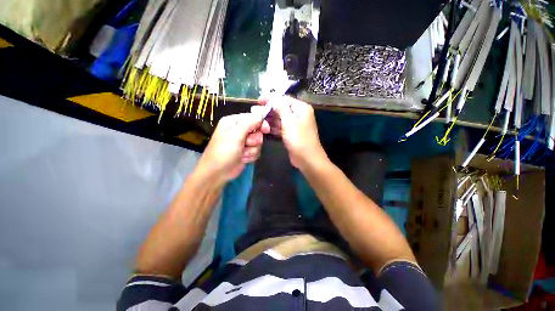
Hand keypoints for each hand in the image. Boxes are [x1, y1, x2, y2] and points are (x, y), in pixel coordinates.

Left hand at [196, 113, 269, 184]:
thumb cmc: (224, 151)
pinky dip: (251, 155)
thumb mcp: (236, 135)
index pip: (252, 117)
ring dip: (251, 150)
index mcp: (234, 122)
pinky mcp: (246, 151)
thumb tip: (261, 115)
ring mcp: (243, 142)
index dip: (260, 123)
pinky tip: (243, 158)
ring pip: (258, 142)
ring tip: (242, 153)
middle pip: (257, 131)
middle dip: (254, 140)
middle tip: (246, 144)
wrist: (218, 172)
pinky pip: (256, 151)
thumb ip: (249, 123)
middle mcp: (239, 130)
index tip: (266, 130)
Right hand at [254, 96, 326, 168]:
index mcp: (301, 108)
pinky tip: (264, 127)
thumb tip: (273, 97)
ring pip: (280, 119)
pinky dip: (273, 127)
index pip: (284, 99)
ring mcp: (295, 125)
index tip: (259, 101)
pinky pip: (281, 127)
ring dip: (269, 119)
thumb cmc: (299, 139)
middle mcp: (298, 115)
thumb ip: (280, 107)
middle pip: (281, 108)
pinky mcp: (291, 134)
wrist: (307, 159)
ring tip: (257, 119)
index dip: (271, 99)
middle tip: (255, 111)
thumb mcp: (289, 121)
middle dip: (269, 110)